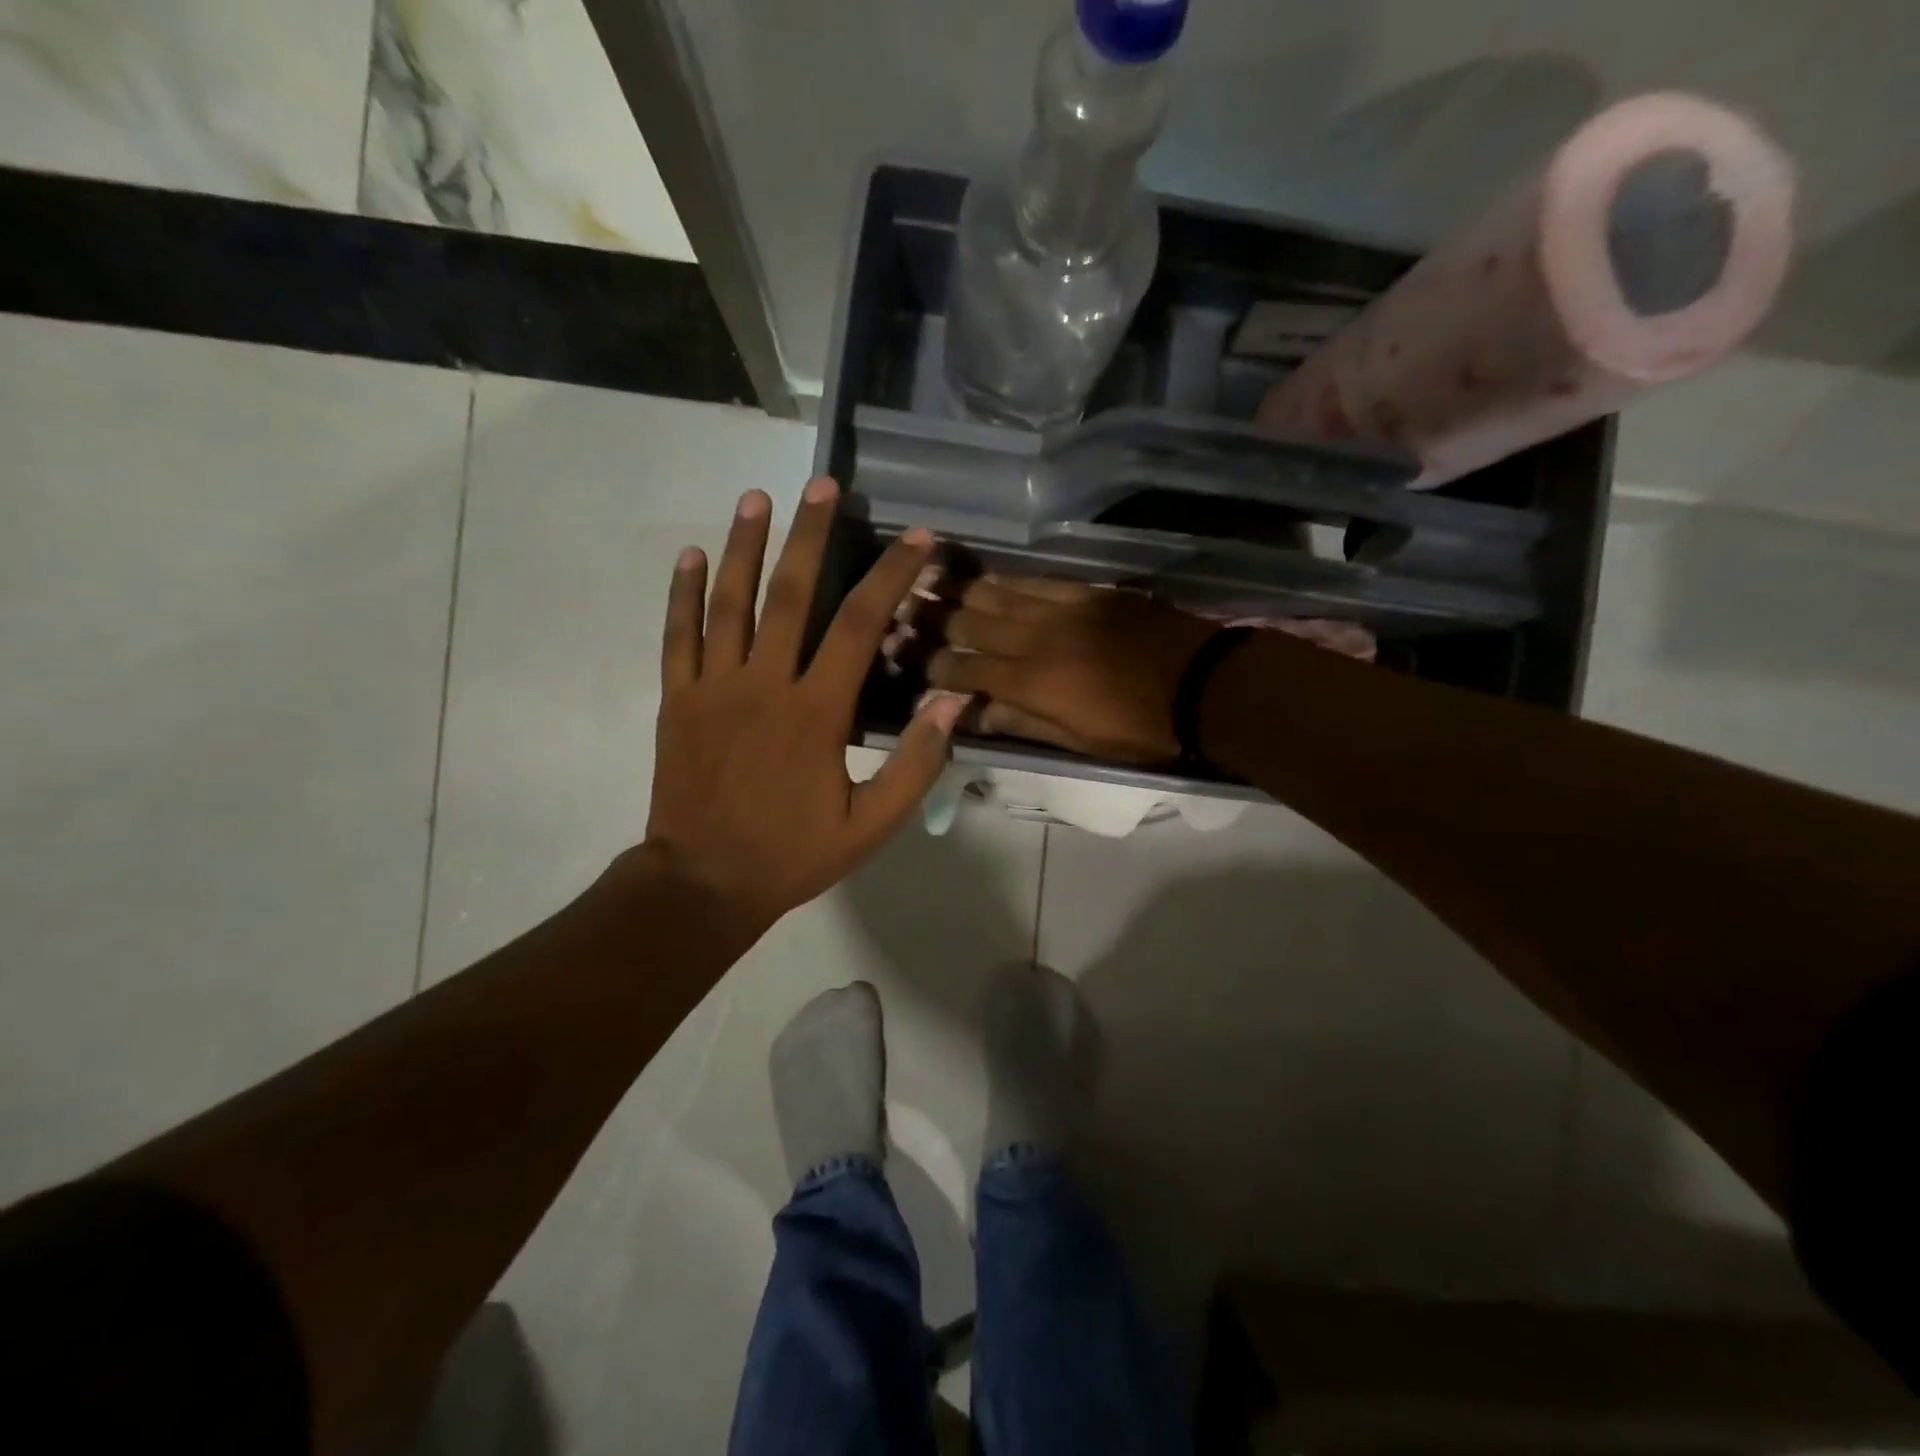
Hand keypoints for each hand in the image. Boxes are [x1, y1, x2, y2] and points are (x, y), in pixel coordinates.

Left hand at [644, 479, 964, 933]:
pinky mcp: (676, 700)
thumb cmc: (793, 853)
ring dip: (743, 545)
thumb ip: (915, 763)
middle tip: (824, 484)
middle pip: (790, 594)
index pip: (858, 626)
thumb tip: (952, 702)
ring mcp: (712, 688)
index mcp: (815, 712)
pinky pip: (677, 636)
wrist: (704, 882)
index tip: (915, 538)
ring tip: (758, 497)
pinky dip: (681, 593)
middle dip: (811, 535)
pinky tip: (688, 554)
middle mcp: (764, 685)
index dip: (890, 576)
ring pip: (729, 602)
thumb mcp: (871, 825)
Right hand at [927, 577, 1216, 764]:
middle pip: (971, 624)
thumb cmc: (1139, 728)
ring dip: (958, 588)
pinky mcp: (1088, 592)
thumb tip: (970, 712)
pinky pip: (1036, 581)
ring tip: (924, 577)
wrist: (1203, 685)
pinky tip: (983, 574)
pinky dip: (1005, 579)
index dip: (928, 661)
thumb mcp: (1077, 741)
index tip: (897, 650)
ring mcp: (1063, 610)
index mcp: (1031, 684)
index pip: (964, 669)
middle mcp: (1037, 640)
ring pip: (998, 595)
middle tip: (898, 604)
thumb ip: (1020, 722)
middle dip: (931, 617)